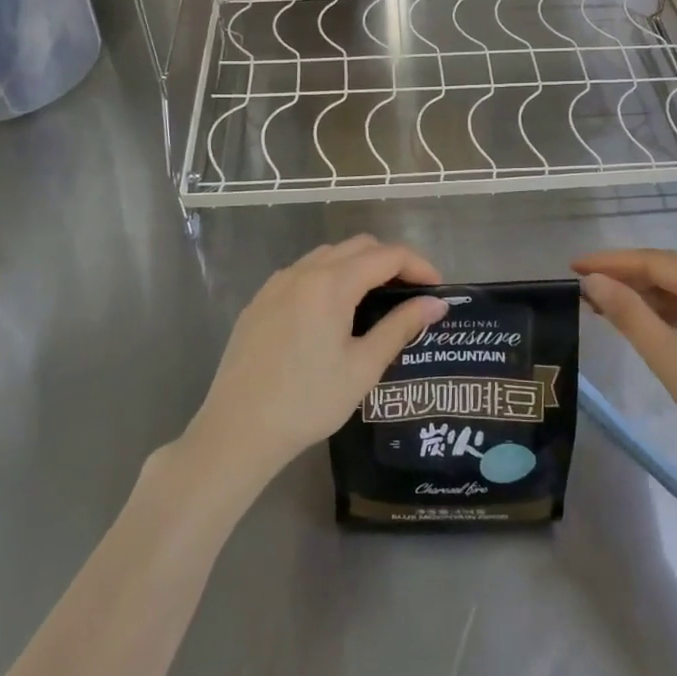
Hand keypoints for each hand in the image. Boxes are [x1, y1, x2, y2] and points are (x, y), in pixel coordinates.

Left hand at [185, 236, 447, 483]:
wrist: (238, 429)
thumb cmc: (308, 401)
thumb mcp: (363, 367)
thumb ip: (401, 326)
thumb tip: (436, 303)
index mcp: (332, 283)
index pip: (387, 255)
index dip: (419, 265)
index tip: (438, 289)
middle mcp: (304, 271)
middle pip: (359, 246)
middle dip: (391, 261)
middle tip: (411, 294)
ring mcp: (277, 283)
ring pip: (329, 255)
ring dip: (358, 266)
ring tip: (375, 301)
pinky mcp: (260, 300)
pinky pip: (302, 272)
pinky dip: (329, 277)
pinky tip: (332, 313)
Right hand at [574, 249, 676, 487]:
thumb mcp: (672, 361)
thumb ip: (630, 316)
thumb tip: (594, 282)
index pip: (654, 262)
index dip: (611, 261)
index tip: (573, 267)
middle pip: (670, 272)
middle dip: (625, 275)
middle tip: (583, 285)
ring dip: (644, 295)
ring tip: (602, 305)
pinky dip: (666, 313)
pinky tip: (644, 324)